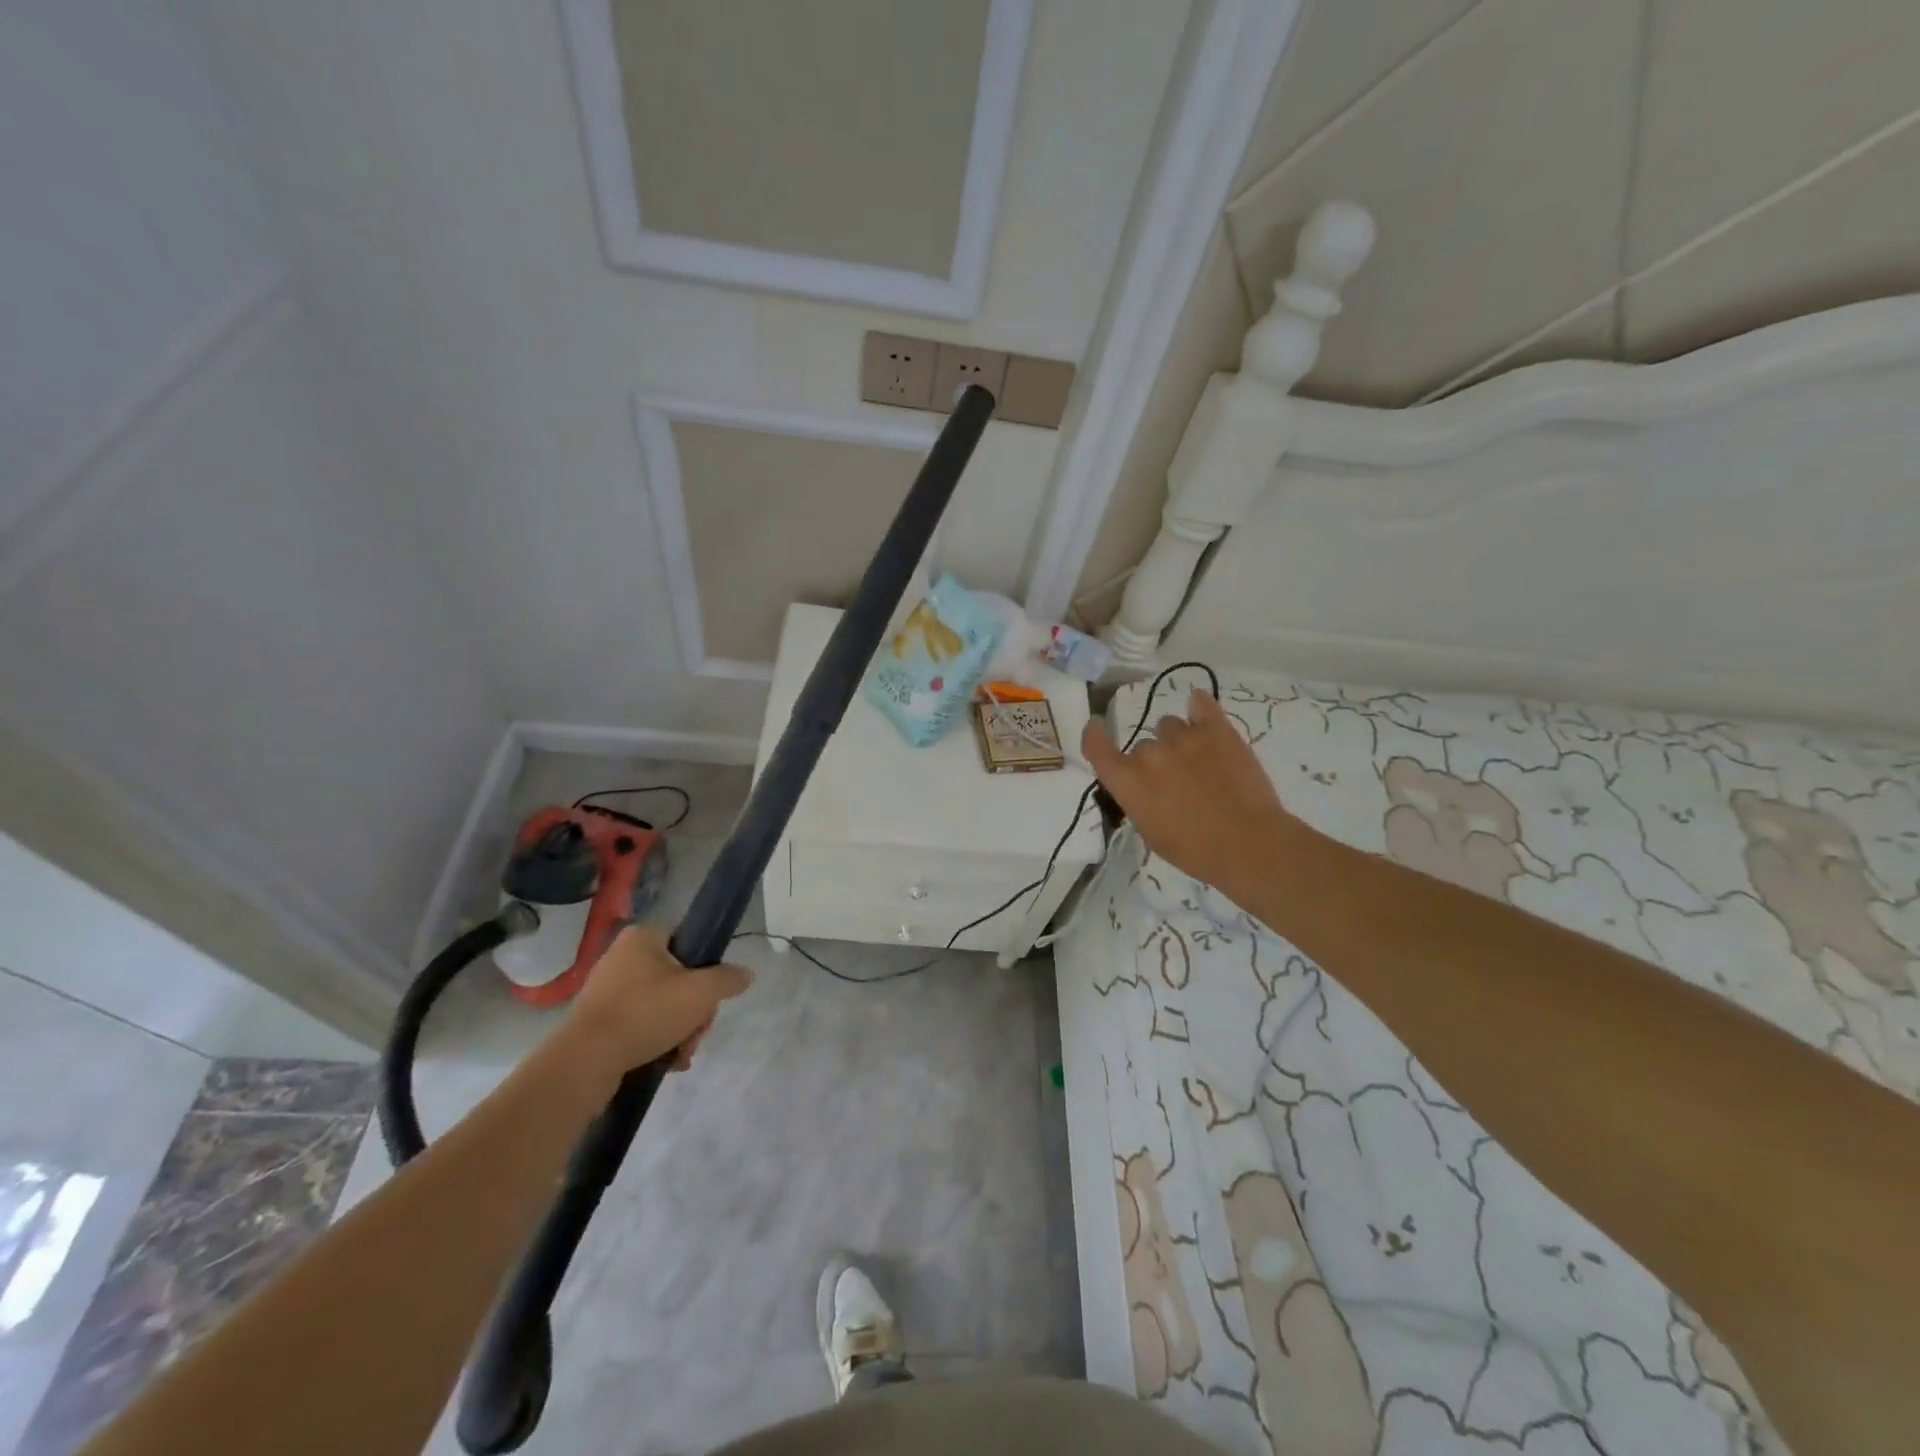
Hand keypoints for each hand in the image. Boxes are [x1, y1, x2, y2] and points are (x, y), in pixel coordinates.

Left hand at [566, 924, 751, 1073]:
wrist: (586, 1061)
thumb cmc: (647, 1013)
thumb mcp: (702, 992)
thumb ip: (729, 979)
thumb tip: (745, 974)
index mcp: (643, 937)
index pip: (688, 941)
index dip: (705, 968)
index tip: (710, 996)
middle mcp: (622, 956)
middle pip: (678, 977)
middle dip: (694, 1010)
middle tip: (697, 1032)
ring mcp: (607, 989)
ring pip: (661, 1004)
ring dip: (679, 1029)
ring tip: (681, 1054)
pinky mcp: (597, 1019)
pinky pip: (639, 1022)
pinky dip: (656, 1039)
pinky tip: (665, 1061)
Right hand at [1082, 689, 1293, 895]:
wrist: (1247, 843)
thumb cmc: (1194, 850)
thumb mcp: (1151, 832)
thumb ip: (1139, 800)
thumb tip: (1145, 785)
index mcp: (1128, 782)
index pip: (1098, 749)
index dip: (1094, 736)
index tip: (1097, 725)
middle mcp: (1149, 754)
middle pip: (1145, 746)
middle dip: (1156, 761)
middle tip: (1178, 783)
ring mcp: (1182, 737)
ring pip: (1170, 726)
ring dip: (1179, 741)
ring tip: (1202, 763)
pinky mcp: (1216, 729)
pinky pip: (1200, 703)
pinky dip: (1199, 707)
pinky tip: (1201, 711)